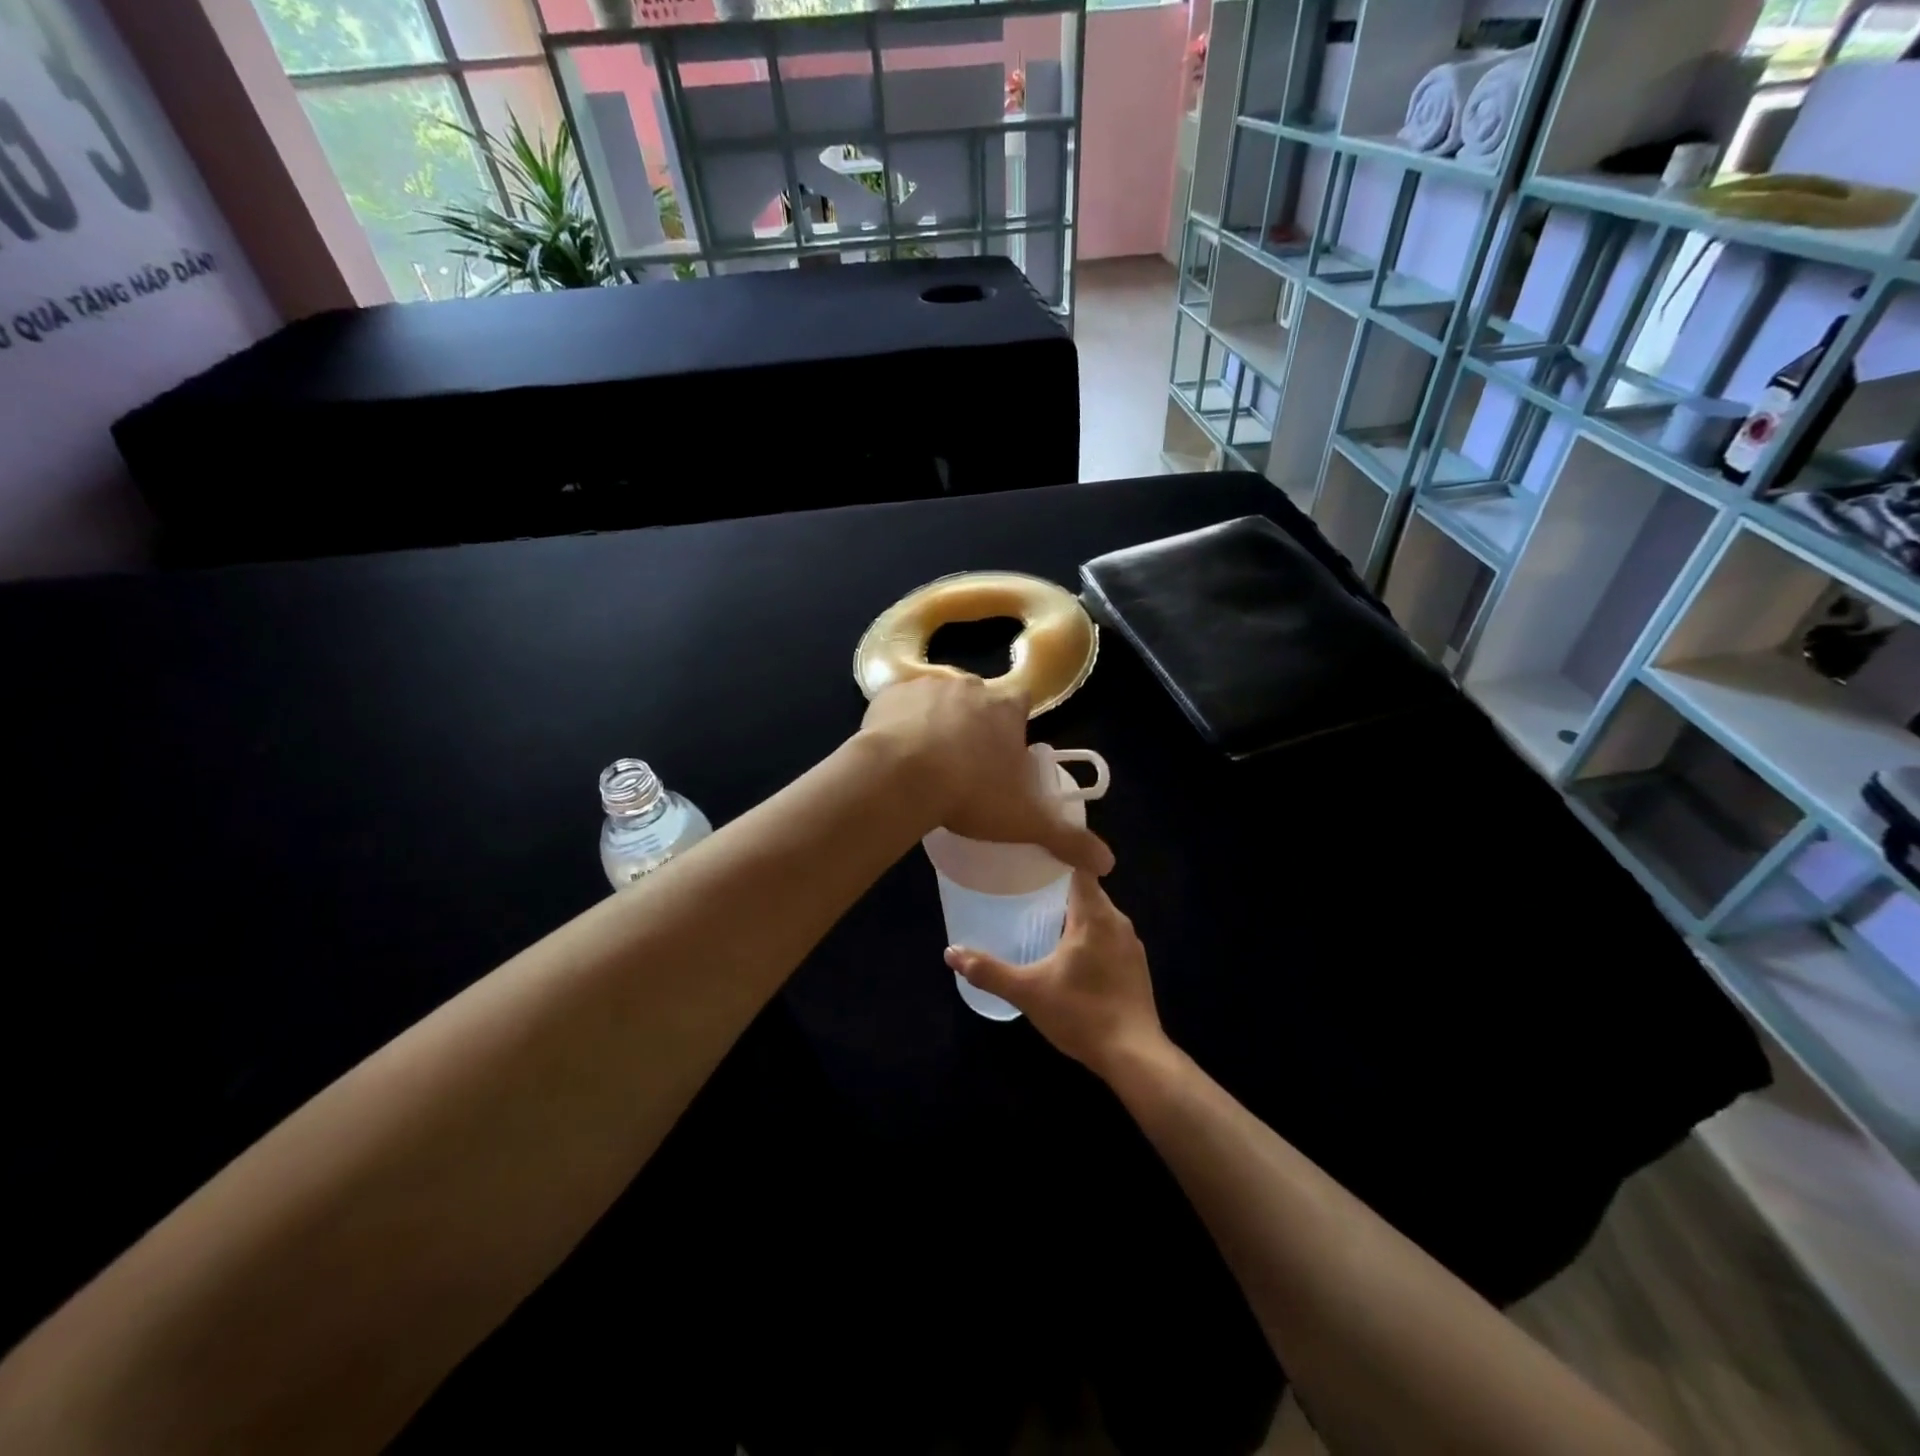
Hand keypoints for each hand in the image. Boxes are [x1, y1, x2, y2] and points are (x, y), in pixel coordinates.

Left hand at [858, 675, 1112, 875]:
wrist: (901, 777)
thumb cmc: (971, 793)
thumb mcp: (1024, 821)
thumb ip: (1066, 838)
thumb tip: (1108, 863)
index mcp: (1006, 708)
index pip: (1021, 704)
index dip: (1014, 727)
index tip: (1004, 755)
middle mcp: (969, 687)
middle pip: (977, 702)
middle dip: (973, 725)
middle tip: (963, 765)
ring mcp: (926, 686)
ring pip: (936, 702)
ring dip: (933, 723)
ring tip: (925, 763)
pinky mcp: (887, 694)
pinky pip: (898, 706)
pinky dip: (898, 724)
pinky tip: (894, 754)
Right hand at [945, 872, 1163, 1074]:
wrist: (1135, 1056)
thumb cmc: (1081, 1014)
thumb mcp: (1028, 992)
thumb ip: (988, 971)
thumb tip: (951, 953)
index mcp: (1094, 915)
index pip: (1079, 866)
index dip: (1057, 855)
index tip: (1030, 854)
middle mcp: (1118, 921)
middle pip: (1087, 889)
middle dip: (1058, 886)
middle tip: (1024, 886)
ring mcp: (1131, 944)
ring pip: (1099, 914)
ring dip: (1074, 912)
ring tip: (1041, 916)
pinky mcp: (1136, 966)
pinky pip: (1109, 935)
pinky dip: (1089, 934)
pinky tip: (1069, 953)